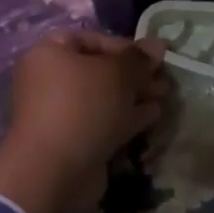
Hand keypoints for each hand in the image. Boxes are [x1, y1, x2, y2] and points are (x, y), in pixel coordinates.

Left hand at [0, 32, 170, 212]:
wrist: (54, 173)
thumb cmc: (83, 106)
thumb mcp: (118, 73)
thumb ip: (140, 58)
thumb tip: (158, 44)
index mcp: (49, 54)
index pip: (92, 39)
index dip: (125, 45)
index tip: (151, 56)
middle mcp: (50, 80)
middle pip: (100, 69)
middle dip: (134, 73)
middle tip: (163, 77)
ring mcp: (59, 113)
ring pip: (104, 97)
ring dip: (134, 95)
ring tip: (164, 95)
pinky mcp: (71, 141)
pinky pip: (103, 121)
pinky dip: (126, 116)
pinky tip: (153, 115)